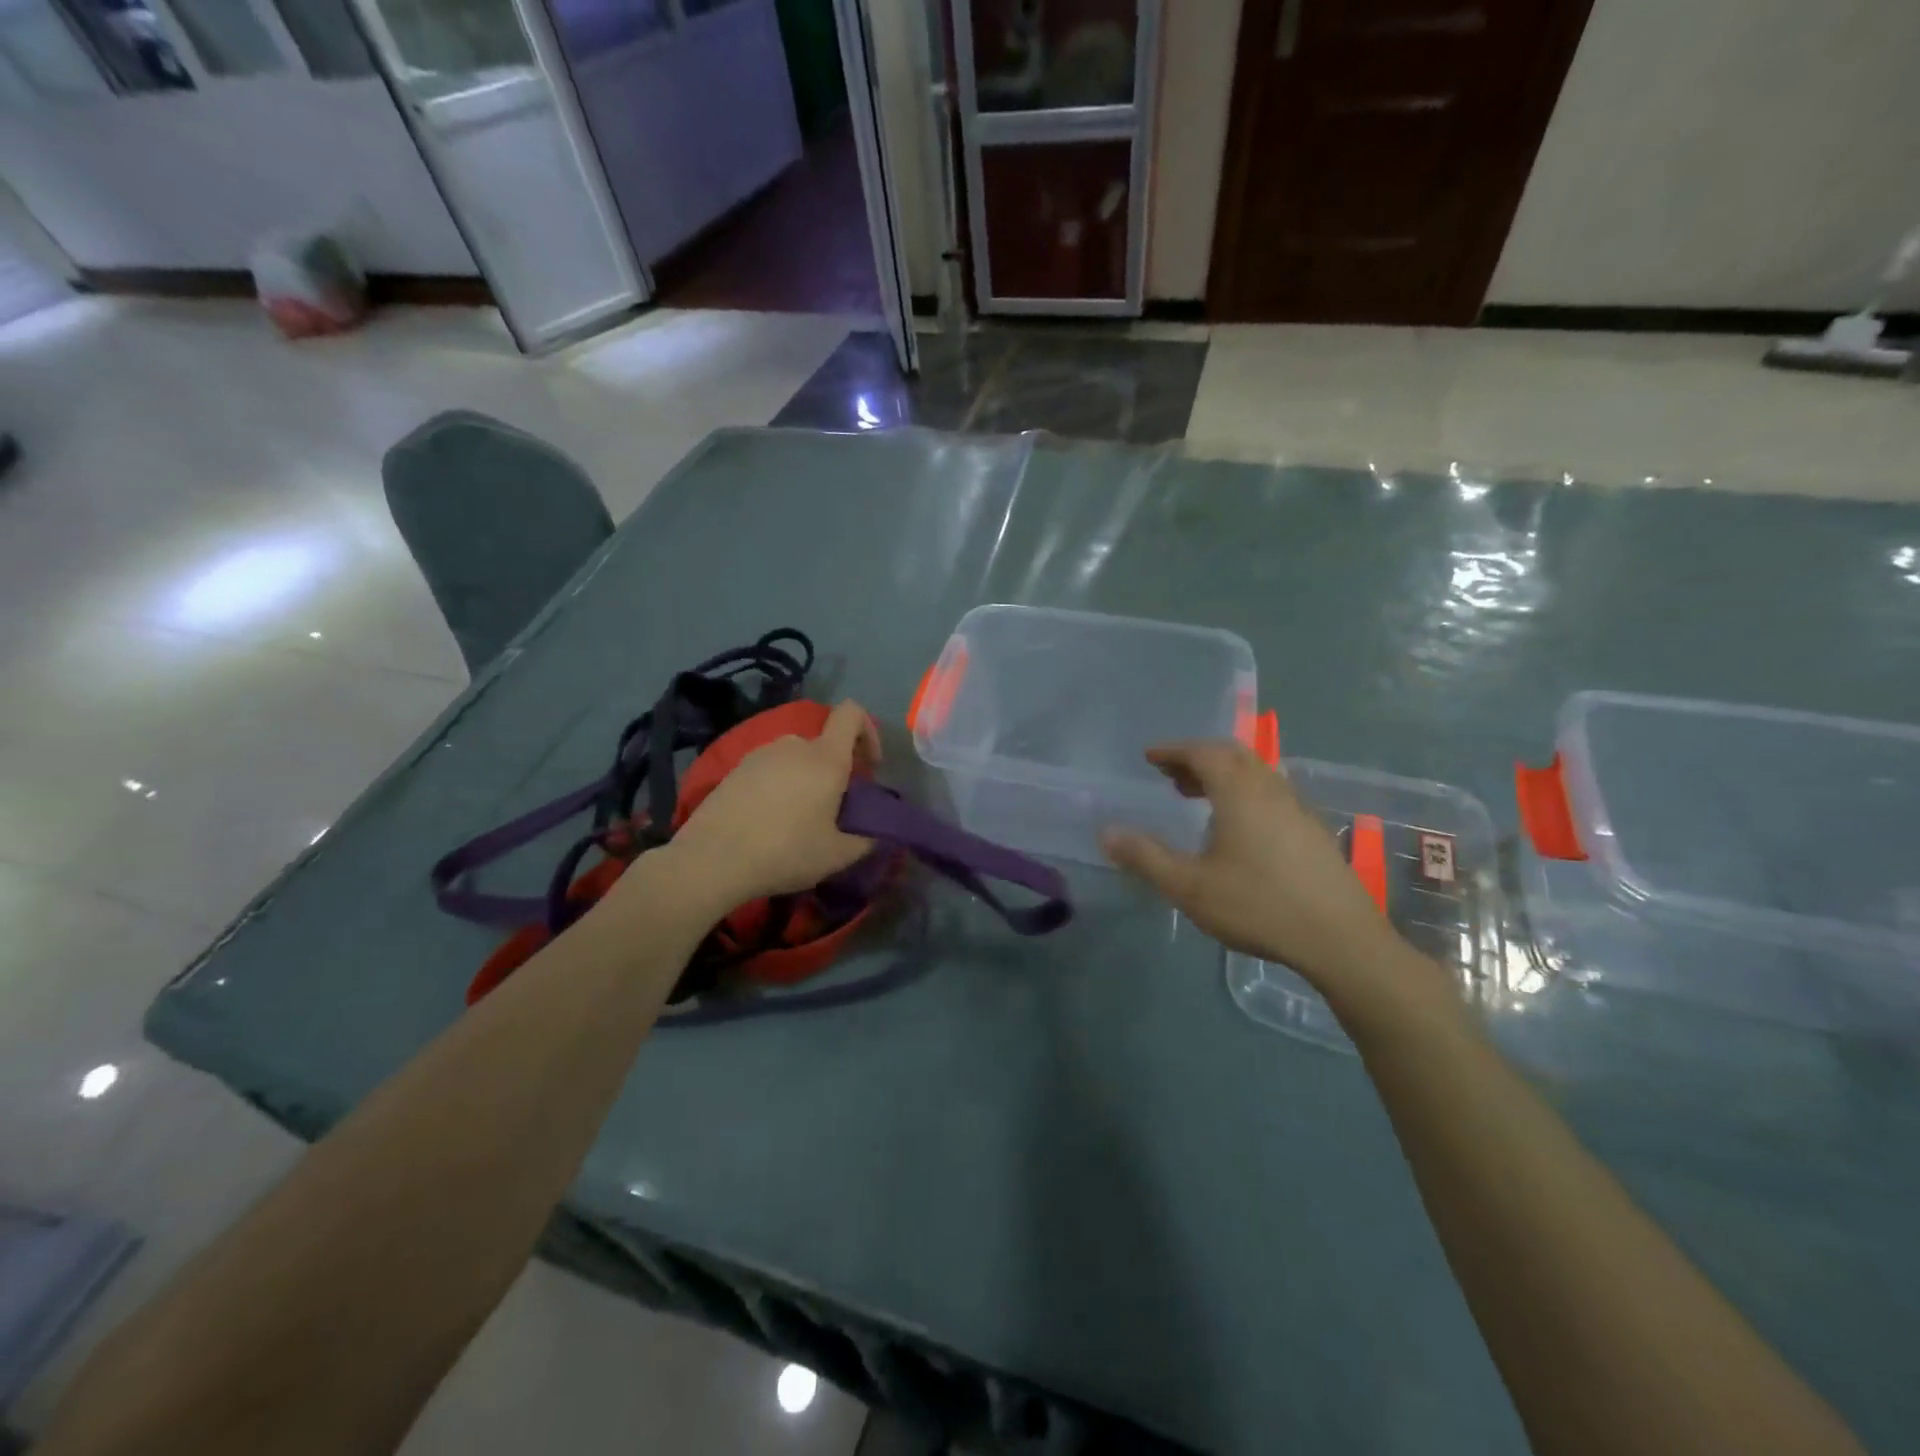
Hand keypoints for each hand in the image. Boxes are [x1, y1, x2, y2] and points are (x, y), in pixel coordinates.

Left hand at [668, 699, 880, 905]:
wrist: (711, 860)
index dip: (868, 731)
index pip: (852, 713)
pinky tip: (769, 820)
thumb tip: (876, 833)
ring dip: (806, 779)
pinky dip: (779, 786)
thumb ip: (866, 839)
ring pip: (796, 758)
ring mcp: (760, 754)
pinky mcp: (735, 769)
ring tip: (800, 818)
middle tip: (835, 807)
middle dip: (836, 769)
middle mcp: (794, 745)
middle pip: (824, 744)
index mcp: (826, 758)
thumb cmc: (785, 852)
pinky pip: (770, 769)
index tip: (869, 766)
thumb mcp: (837, 855)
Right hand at [1101, 740, 1401, 994]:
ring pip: (1257, 774)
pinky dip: (1245, 794)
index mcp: (1240, 793)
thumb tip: (1106, 832)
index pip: (1205, 752)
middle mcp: (1272, 790)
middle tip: (1171, 776)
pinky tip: (1238, 829)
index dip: (1174, 750)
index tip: (1150, 757)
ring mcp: (1299, 810)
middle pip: (1233, 756)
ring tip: (1198, 798)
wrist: (1340, 939)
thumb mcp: (1190, 886)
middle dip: (1198, 758)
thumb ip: (1146, 857)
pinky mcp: (1314, 832)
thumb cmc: (1258, 906)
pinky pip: (1272, 795)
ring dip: (1224, 775)